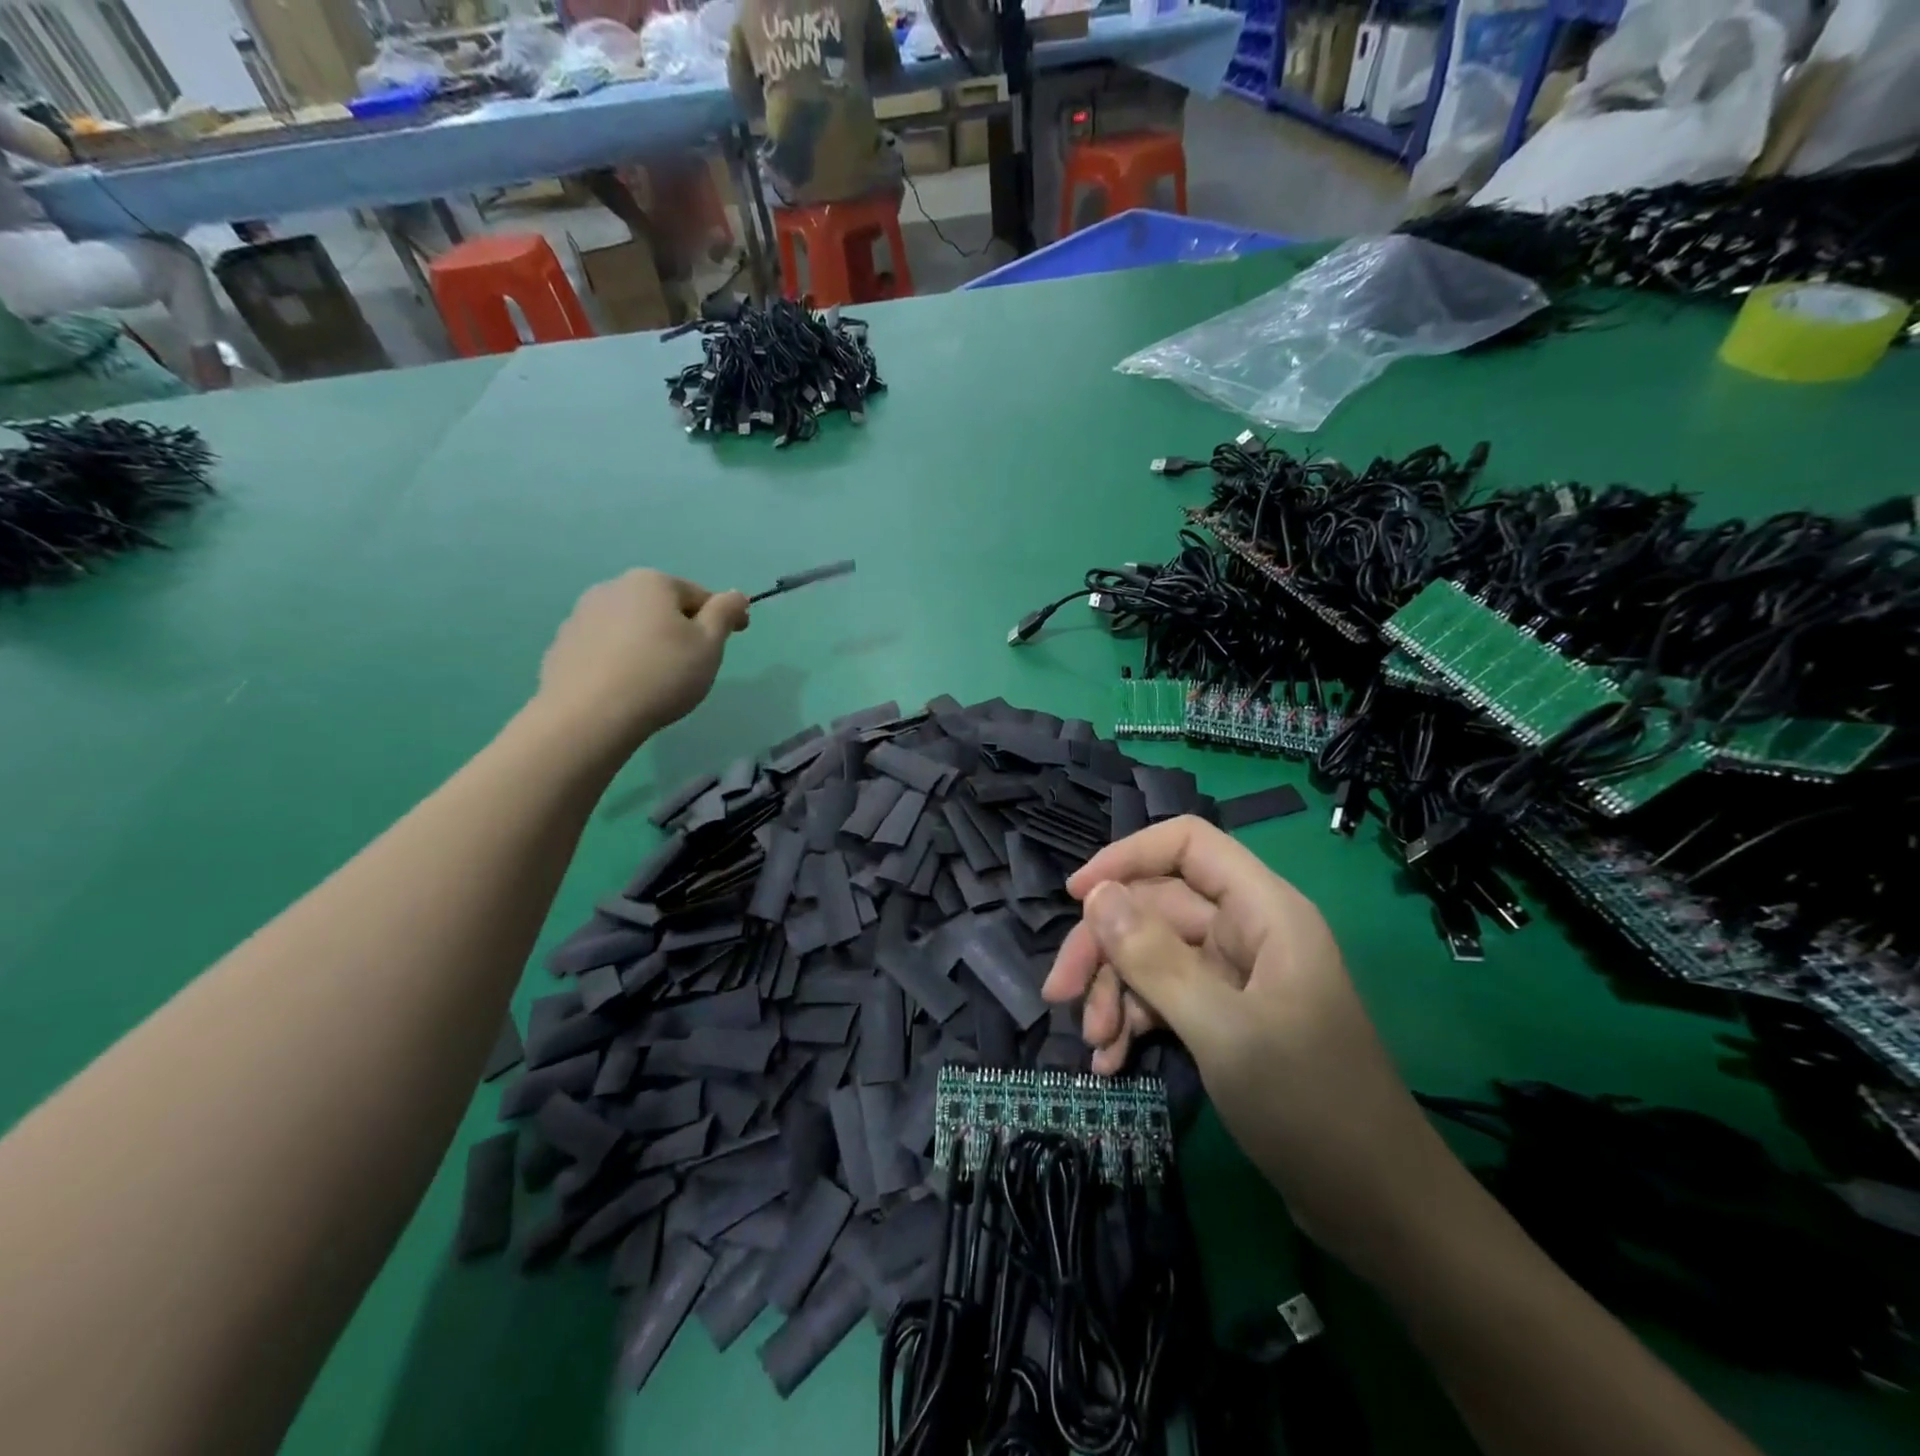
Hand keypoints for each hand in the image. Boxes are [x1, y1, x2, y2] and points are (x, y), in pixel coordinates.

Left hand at [535, 570, 748, 746]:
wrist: (588, 716)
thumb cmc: (661, 675)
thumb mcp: (709, 644)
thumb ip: (725, 613)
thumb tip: (736, 595)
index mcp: (652, 582)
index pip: (699, 594)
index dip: (723, 616)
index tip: (737, 636)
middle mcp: (613, 588)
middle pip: (662, 607)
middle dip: (681, 628)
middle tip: (695, 664)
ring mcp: (581, 616)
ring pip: (631, 626)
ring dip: (649, 642)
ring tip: (659, 679)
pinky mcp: (562, 646)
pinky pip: (605, 647)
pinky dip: (621, 659)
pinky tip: (627, 686)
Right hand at [1043, 816, 1449, 1272]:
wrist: (1378, 1210)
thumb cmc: (1310, 1107)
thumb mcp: (1223, 1030)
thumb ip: (1155, 959)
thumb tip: (1096, 896)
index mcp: (1264, 911)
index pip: (1187, 844)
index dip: (1127, 857)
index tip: (1076, 898)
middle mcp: (1248, 931)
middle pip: (1156, 906)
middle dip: (1106, 947)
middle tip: (1059, 993)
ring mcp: (1237, 976)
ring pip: (1153, 954)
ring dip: (1115, 992)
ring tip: (1094, 1044)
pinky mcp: (1227, 1016)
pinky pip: (1165, 995)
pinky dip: (1134, 1020)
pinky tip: (1111, 1060)